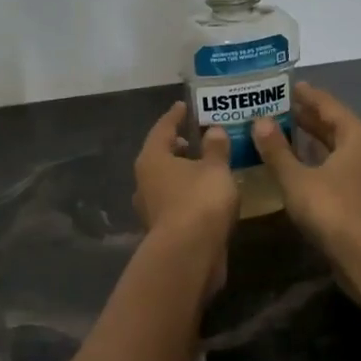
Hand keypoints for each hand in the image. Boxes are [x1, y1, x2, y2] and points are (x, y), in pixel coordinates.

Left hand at [134, 103, 239, 291]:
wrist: (189, 255)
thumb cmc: (199, 201)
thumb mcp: (216, 169)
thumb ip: (216, 148)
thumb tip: (213, 130)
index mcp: (152, 159)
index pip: (162, 128)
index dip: (175, 115)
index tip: (183, 106)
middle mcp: (144, 181)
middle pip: (160, 156)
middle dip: (177, 147)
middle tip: (194, 138)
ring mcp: (151, 207)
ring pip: (166, 181)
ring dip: (182, 173)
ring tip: (205, 166)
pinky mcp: (162, 229)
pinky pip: (175, 202)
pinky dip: (188, 194)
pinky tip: (206, 195)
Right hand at [252, 83, 360, 257]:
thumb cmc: (332, 208)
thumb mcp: (297, 178)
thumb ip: (277, 150)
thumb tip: (259, 122)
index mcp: (358, 134)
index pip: (328, 105)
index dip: (307, 96)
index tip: (288, 85)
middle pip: (335, 125)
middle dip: (308, 117)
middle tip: (279, 107)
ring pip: (338, 147)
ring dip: (313, 140)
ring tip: (285, 131)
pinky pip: (339, 165)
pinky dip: (319, 159)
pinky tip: (299, 163)